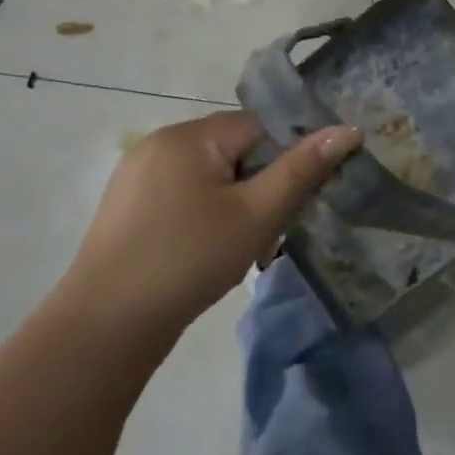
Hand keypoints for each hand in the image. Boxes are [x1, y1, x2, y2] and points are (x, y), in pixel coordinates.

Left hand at [60, 111, 361, 345]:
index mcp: (190, 135)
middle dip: (258, 187)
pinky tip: (204, 253)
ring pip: (210, 177)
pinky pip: (182, 195)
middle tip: (267, 232)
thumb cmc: (189, 259)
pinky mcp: (125, 206)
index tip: (294, 201)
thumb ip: (303, 169)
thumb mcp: (257, 214)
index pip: (260, 128)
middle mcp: (159, 144)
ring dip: (233, 204)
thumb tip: (348, 130)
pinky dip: (203, 216)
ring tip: (239, 248)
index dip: (285, 161)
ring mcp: (136, 175)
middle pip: (234, 151)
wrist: (106, 326)